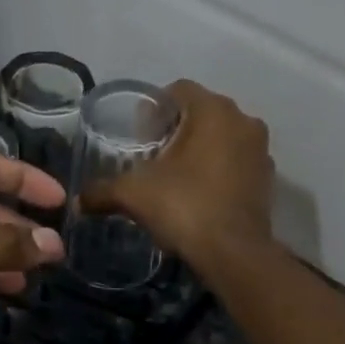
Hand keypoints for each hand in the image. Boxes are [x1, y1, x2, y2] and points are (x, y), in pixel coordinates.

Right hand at [83, 81, 272, 268]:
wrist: (233, 253)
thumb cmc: (184, 207)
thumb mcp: (133, 195)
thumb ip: (102, 191)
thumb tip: (77, 201)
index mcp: (213, 111)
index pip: (178, 90)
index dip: (154, 109)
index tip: (138, 134)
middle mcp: (244, 121)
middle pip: (202, 113)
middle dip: (176, 129)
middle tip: (151, 154)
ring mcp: (260, 151)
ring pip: (222, 138)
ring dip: (199, 150)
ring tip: (173, 176)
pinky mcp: (267, 179)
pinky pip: (236, 163)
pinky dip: (217, 171)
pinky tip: (197, 194)